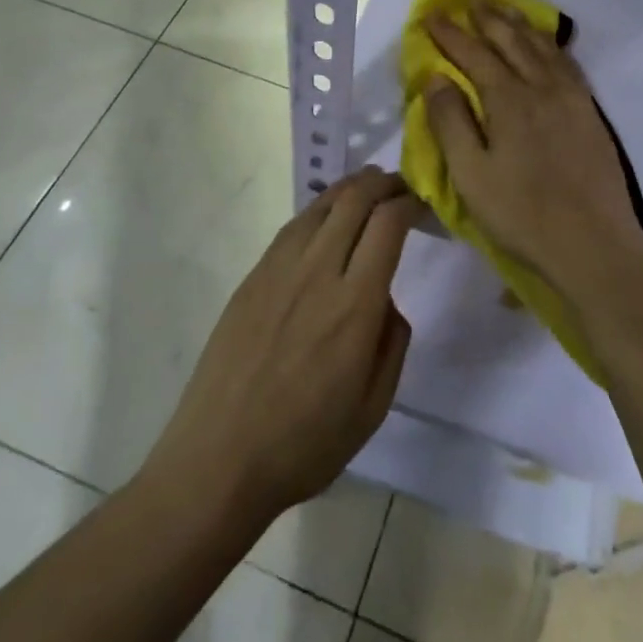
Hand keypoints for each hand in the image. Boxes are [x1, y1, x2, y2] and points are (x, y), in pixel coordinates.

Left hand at [145, 168, 422, 523]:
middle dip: (384, 182)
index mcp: (354, 305)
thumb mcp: (373, 408)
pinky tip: (326, 217)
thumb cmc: (304, 444)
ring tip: (368, 187)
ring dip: (350, 188)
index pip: (387, 224)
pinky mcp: (252, 277)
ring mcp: (278, 270)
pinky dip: (318, 209)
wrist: (219, 458)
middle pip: (354, 200)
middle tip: (402, 185)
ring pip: (320, 206)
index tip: (422, 203)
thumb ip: (392, 342)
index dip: (409, 202)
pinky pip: (292, 227)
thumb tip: (386, 299)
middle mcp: (317, 272)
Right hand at [424, 5, 642, 304]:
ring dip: (521, 25)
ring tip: (506, 10)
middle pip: (512, 42)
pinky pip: (569, 65)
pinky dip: (552, 47)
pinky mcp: (591, 115)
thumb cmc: (521, 214)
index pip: (474, 55)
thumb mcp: (470, 174)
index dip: (451, 34)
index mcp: (509, 101)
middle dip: (489, 19)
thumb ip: (450, 122)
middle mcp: (542, 88)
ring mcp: (572, 100)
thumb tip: (436, 77)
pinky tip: (549, 47)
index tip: (432, 15)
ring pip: (543, 49)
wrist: (593, 245)